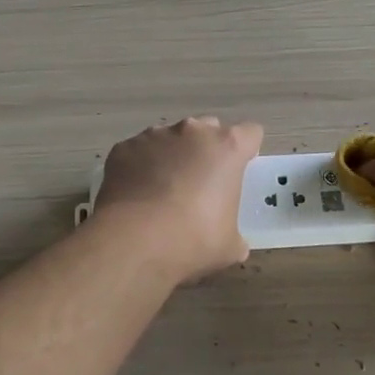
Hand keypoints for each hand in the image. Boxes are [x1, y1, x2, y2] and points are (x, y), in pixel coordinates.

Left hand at [93, 117, 263, 283]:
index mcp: (227, 148)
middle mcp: (192, 131)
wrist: (134, 241)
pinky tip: (136, 195)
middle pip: (208, 128)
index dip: (247, 151)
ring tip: (162, 191)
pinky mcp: (124, 147)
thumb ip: (235, 234)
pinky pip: (138, 152)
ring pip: (170, 137)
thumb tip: (235, 244)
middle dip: (207, 149)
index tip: (240, 170)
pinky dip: (140, 166)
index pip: (250, 134)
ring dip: (172, 155)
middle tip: (202, 182)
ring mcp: (154, 135)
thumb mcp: (229, 246)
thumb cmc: (193, 240)